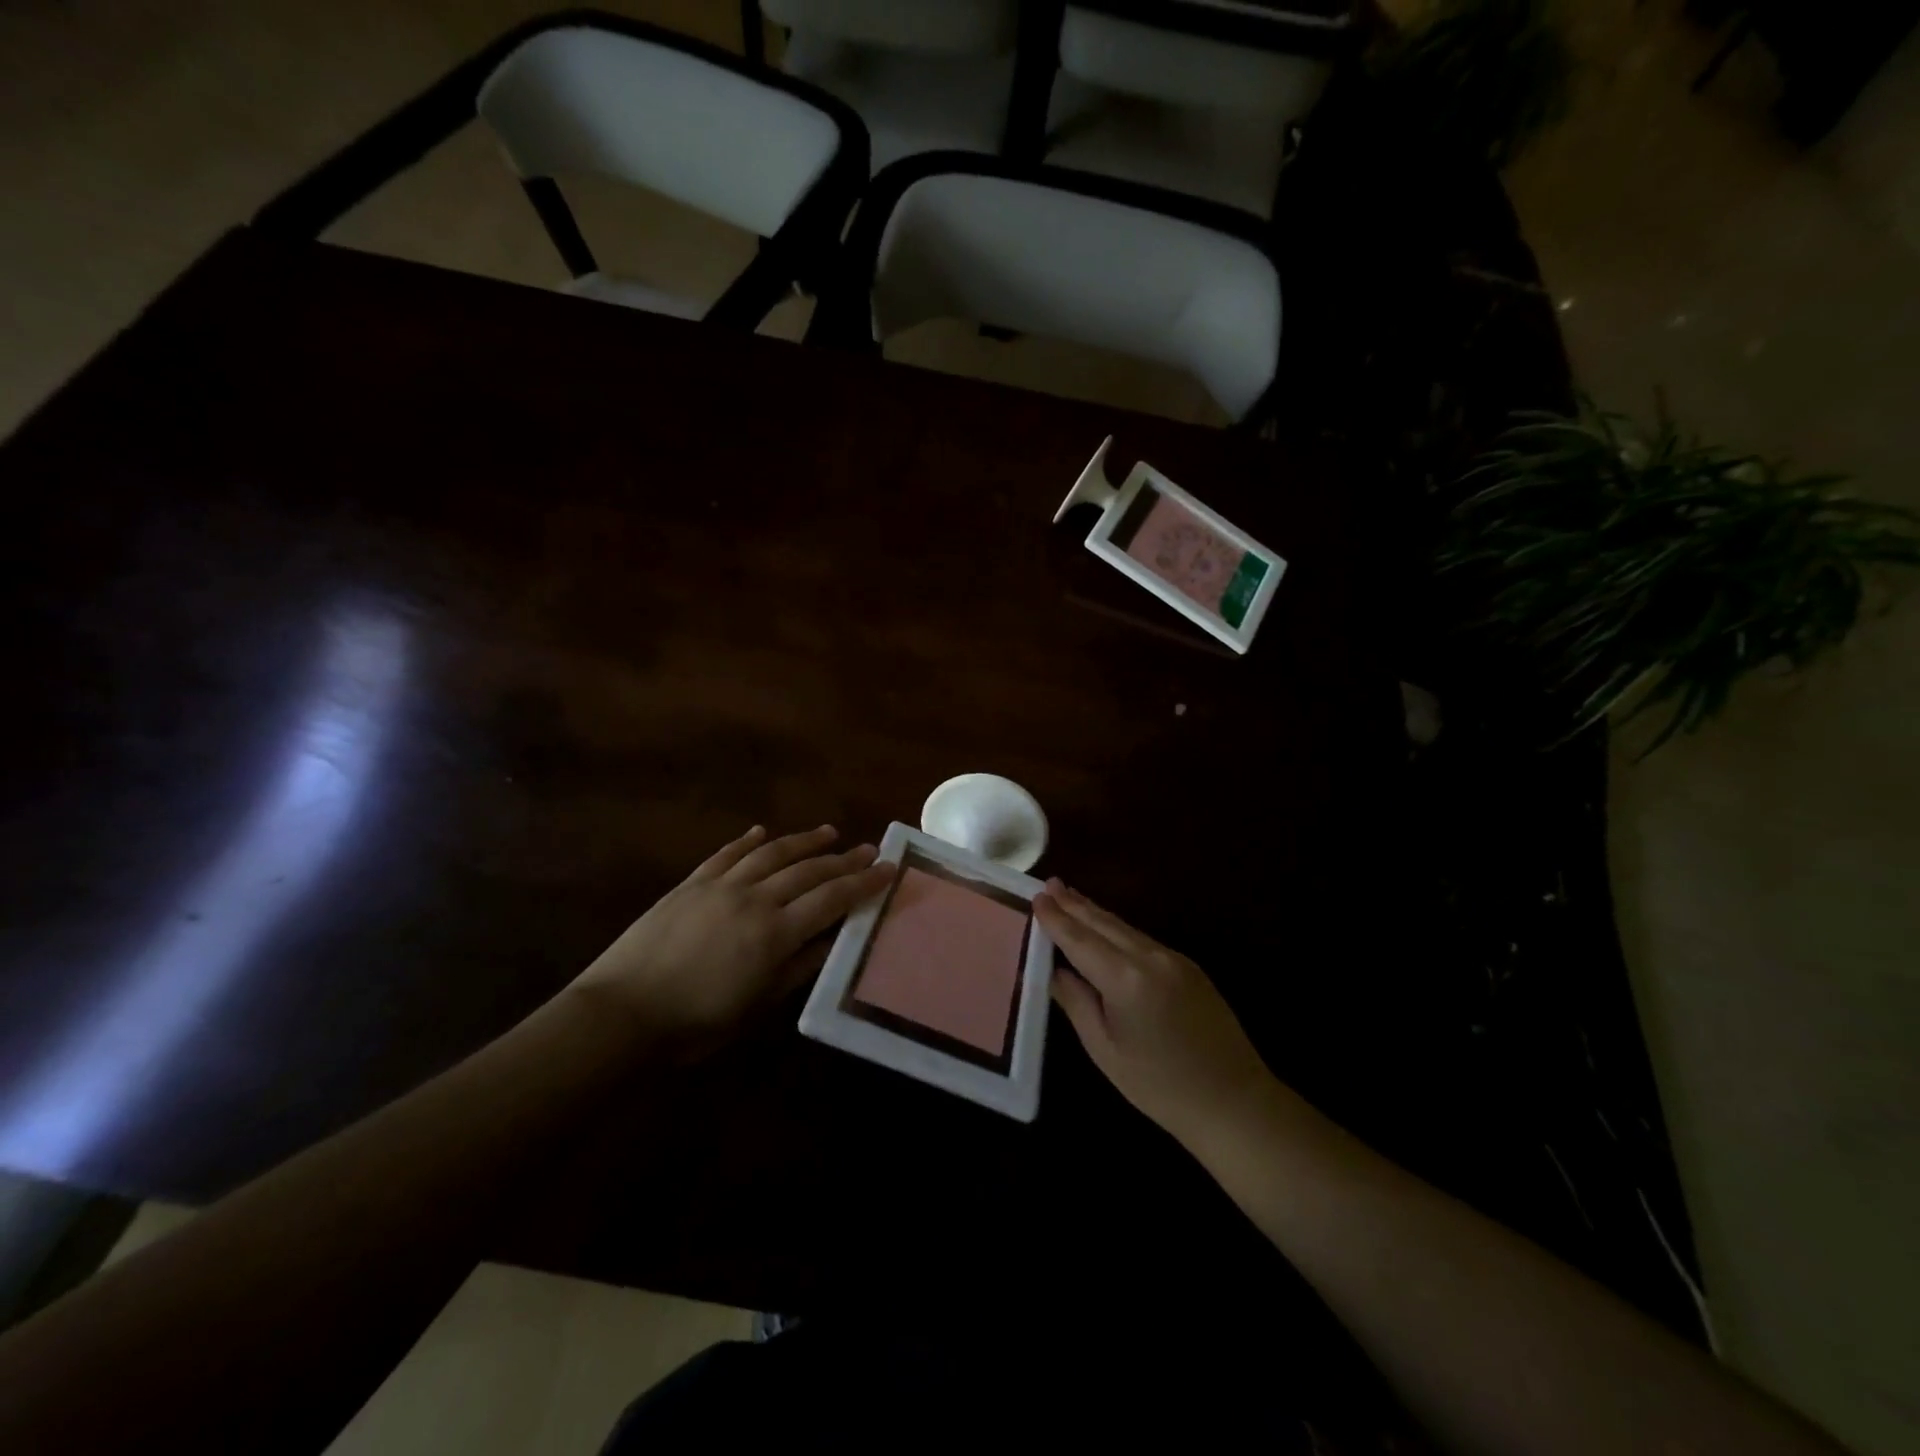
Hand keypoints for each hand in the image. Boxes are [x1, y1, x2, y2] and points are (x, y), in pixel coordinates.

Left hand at [570, 825, 893, 1053]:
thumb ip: (797, 967)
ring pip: (771, 853)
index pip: (831, 899)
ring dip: (803, 841)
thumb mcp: (756, 1005)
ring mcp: (720, 885)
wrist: (622, 1010)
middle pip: (807, 871)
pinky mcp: (691, 883)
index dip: (862, 883)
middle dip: (842, 859)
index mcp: (774, 933)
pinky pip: (725, 854)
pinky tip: (761, 832)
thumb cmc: (695, 1021)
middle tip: (868, 847)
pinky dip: (747, 841)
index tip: (887, 867)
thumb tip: (832, 940)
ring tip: (828, 832)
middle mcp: (754, 898)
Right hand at [1036, 880, 1275, 1145]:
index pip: (1080, 940)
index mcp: (1126, 980)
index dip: (1056, 919)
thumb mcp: (1105, 1050)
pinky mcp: (1189, 967)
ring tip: (1070, 896)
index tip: (1036, 897)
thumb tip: (1052, 970)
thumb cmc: (1160, 1086)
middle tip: (1049, 884)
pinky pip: (1143, 939)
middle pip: (1104, 924)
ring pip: (1125, 927)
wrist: (1234, 1102)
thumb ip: (1076, 1002)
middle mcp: (1151, 958)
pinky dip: (1118, 928)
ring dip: (1095, 912)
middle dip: (1075, 904)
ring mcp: (1174, 959)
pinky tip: (1105, 927)